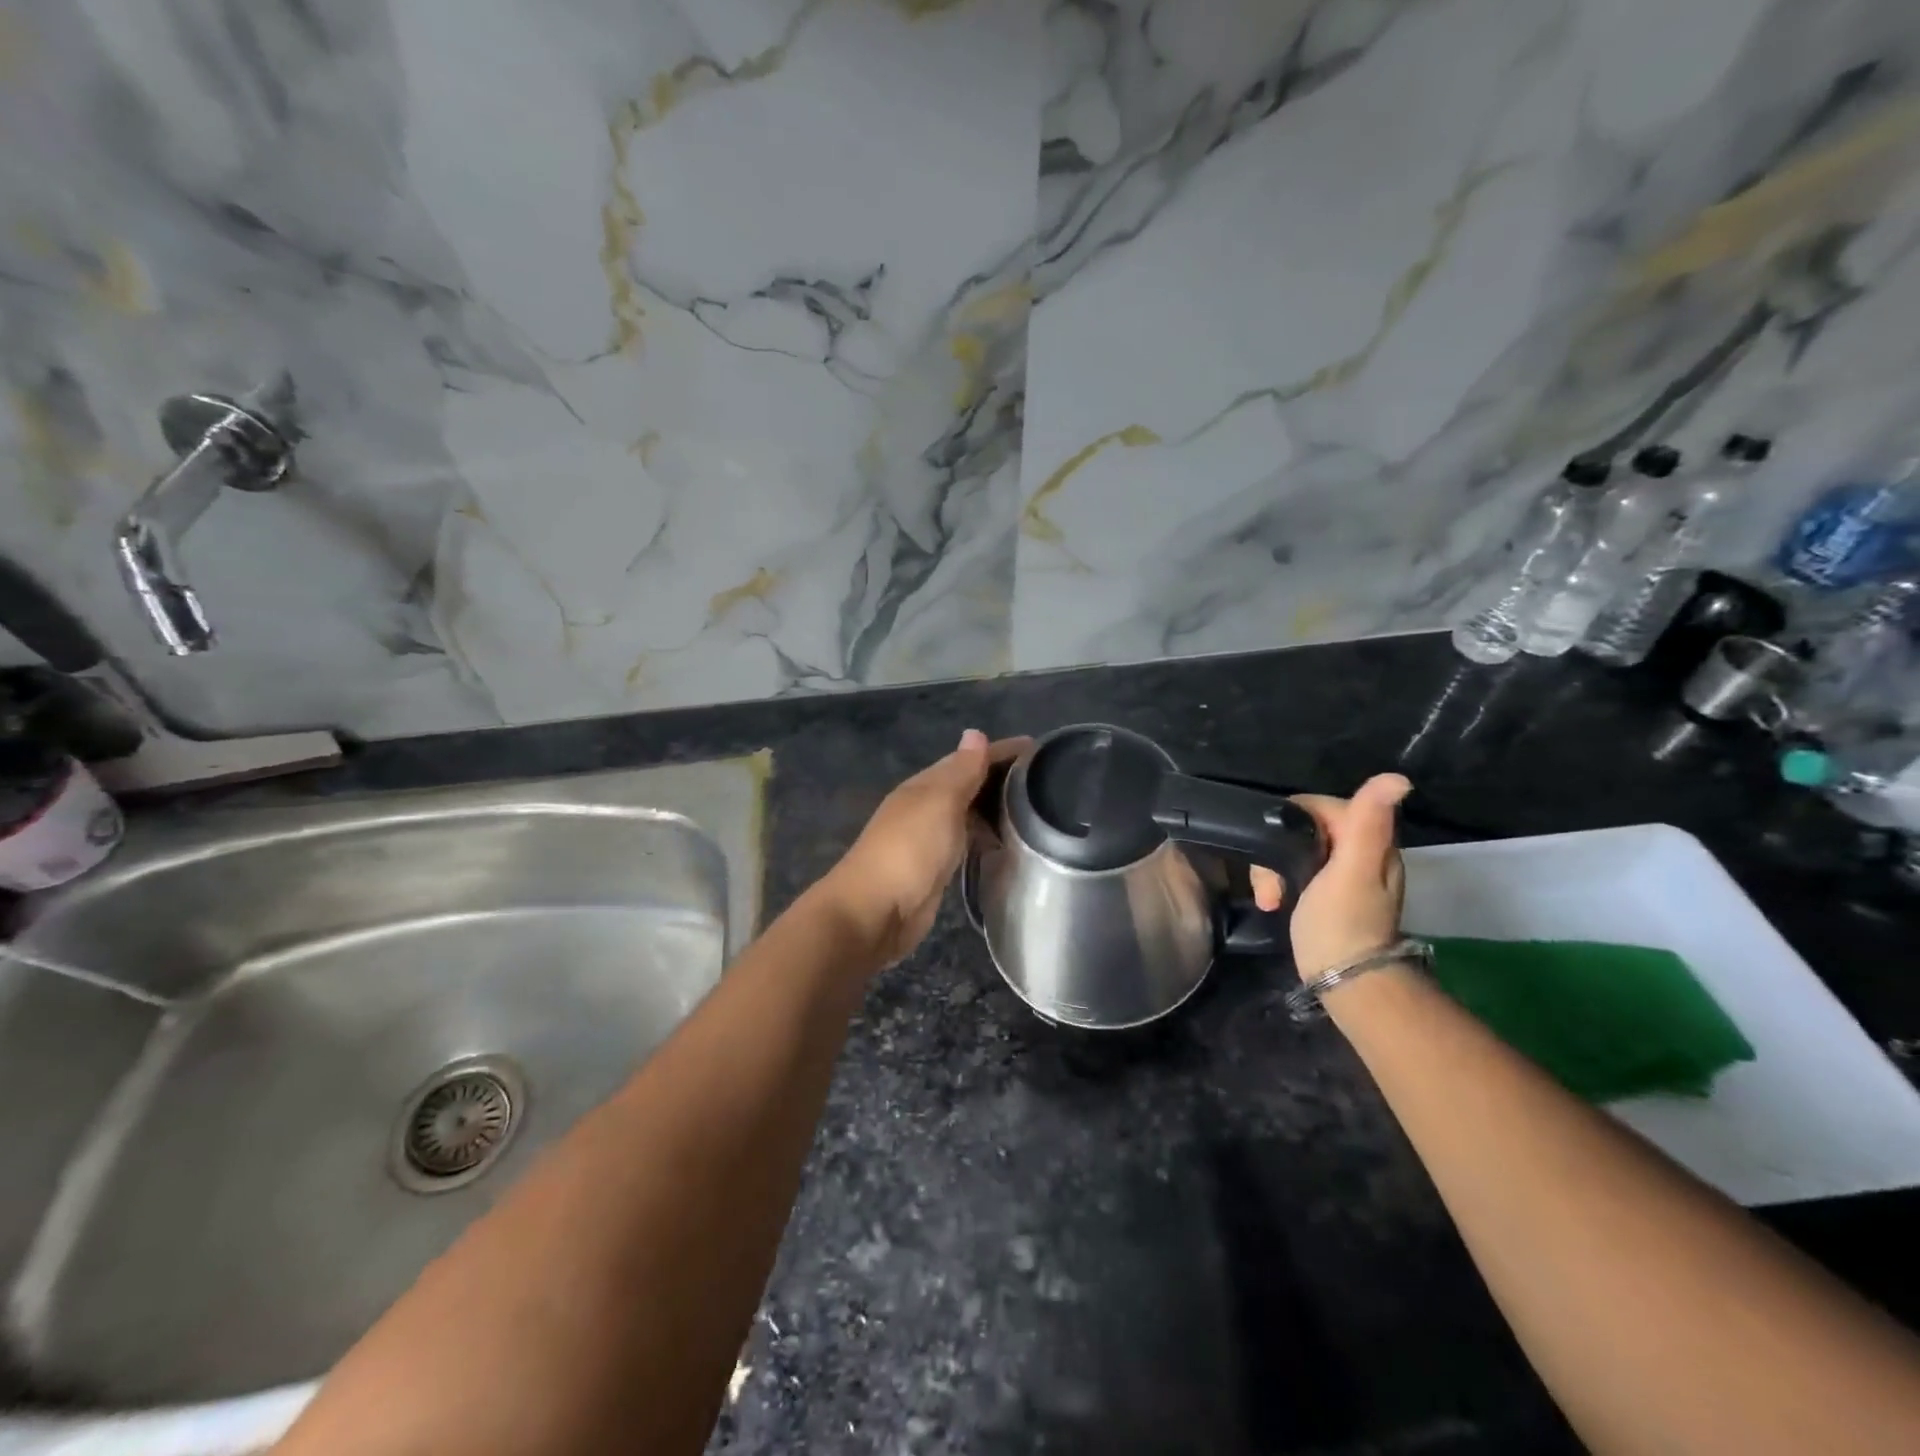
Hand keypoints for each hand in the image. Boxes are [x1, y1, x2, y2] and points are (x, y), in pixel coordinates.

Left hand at [820, 730, 1030, 966]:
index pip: (968, 759)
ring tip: (1034, 811)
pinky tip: (1004, 843)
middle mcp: (926, 806)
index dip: (1000, 751)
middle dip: (1001, 779)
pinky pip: (966, 841)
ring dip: (994, 808)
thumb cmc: (909, 850)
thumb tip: (975, 733)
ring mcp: (929, 838)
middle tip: (1045, 782)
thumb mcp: (939, 802)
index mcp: (925, 785)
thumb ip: (961, 771)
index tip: (1039, 749)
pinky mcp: (936, 868)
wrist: (875, 911)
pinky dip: (985, 835)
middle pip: (968, 784)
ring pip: (967, 813)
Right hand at [1250, 773, 1410, 981]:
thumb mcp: (1352, 871)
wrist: (1345, 982)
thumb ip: (1368, 824)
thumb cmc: (1343, 924)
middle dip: (1278, 849)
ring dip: (1274, 870)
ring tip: (1268, 898)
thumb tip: (1399, 778)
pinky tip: (1273, 902)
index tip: (1276, 849)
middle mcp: (1361, 852)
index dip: (1292, 821)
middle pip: (1305, 828)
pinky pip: (1296, 870)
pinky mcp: (1327, 894)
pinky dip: (1280, 883)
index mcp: (1371, 842)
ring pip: (1296, 850)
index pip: (1321, 806)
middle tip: (1269, 884)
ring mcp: (1344, 875)